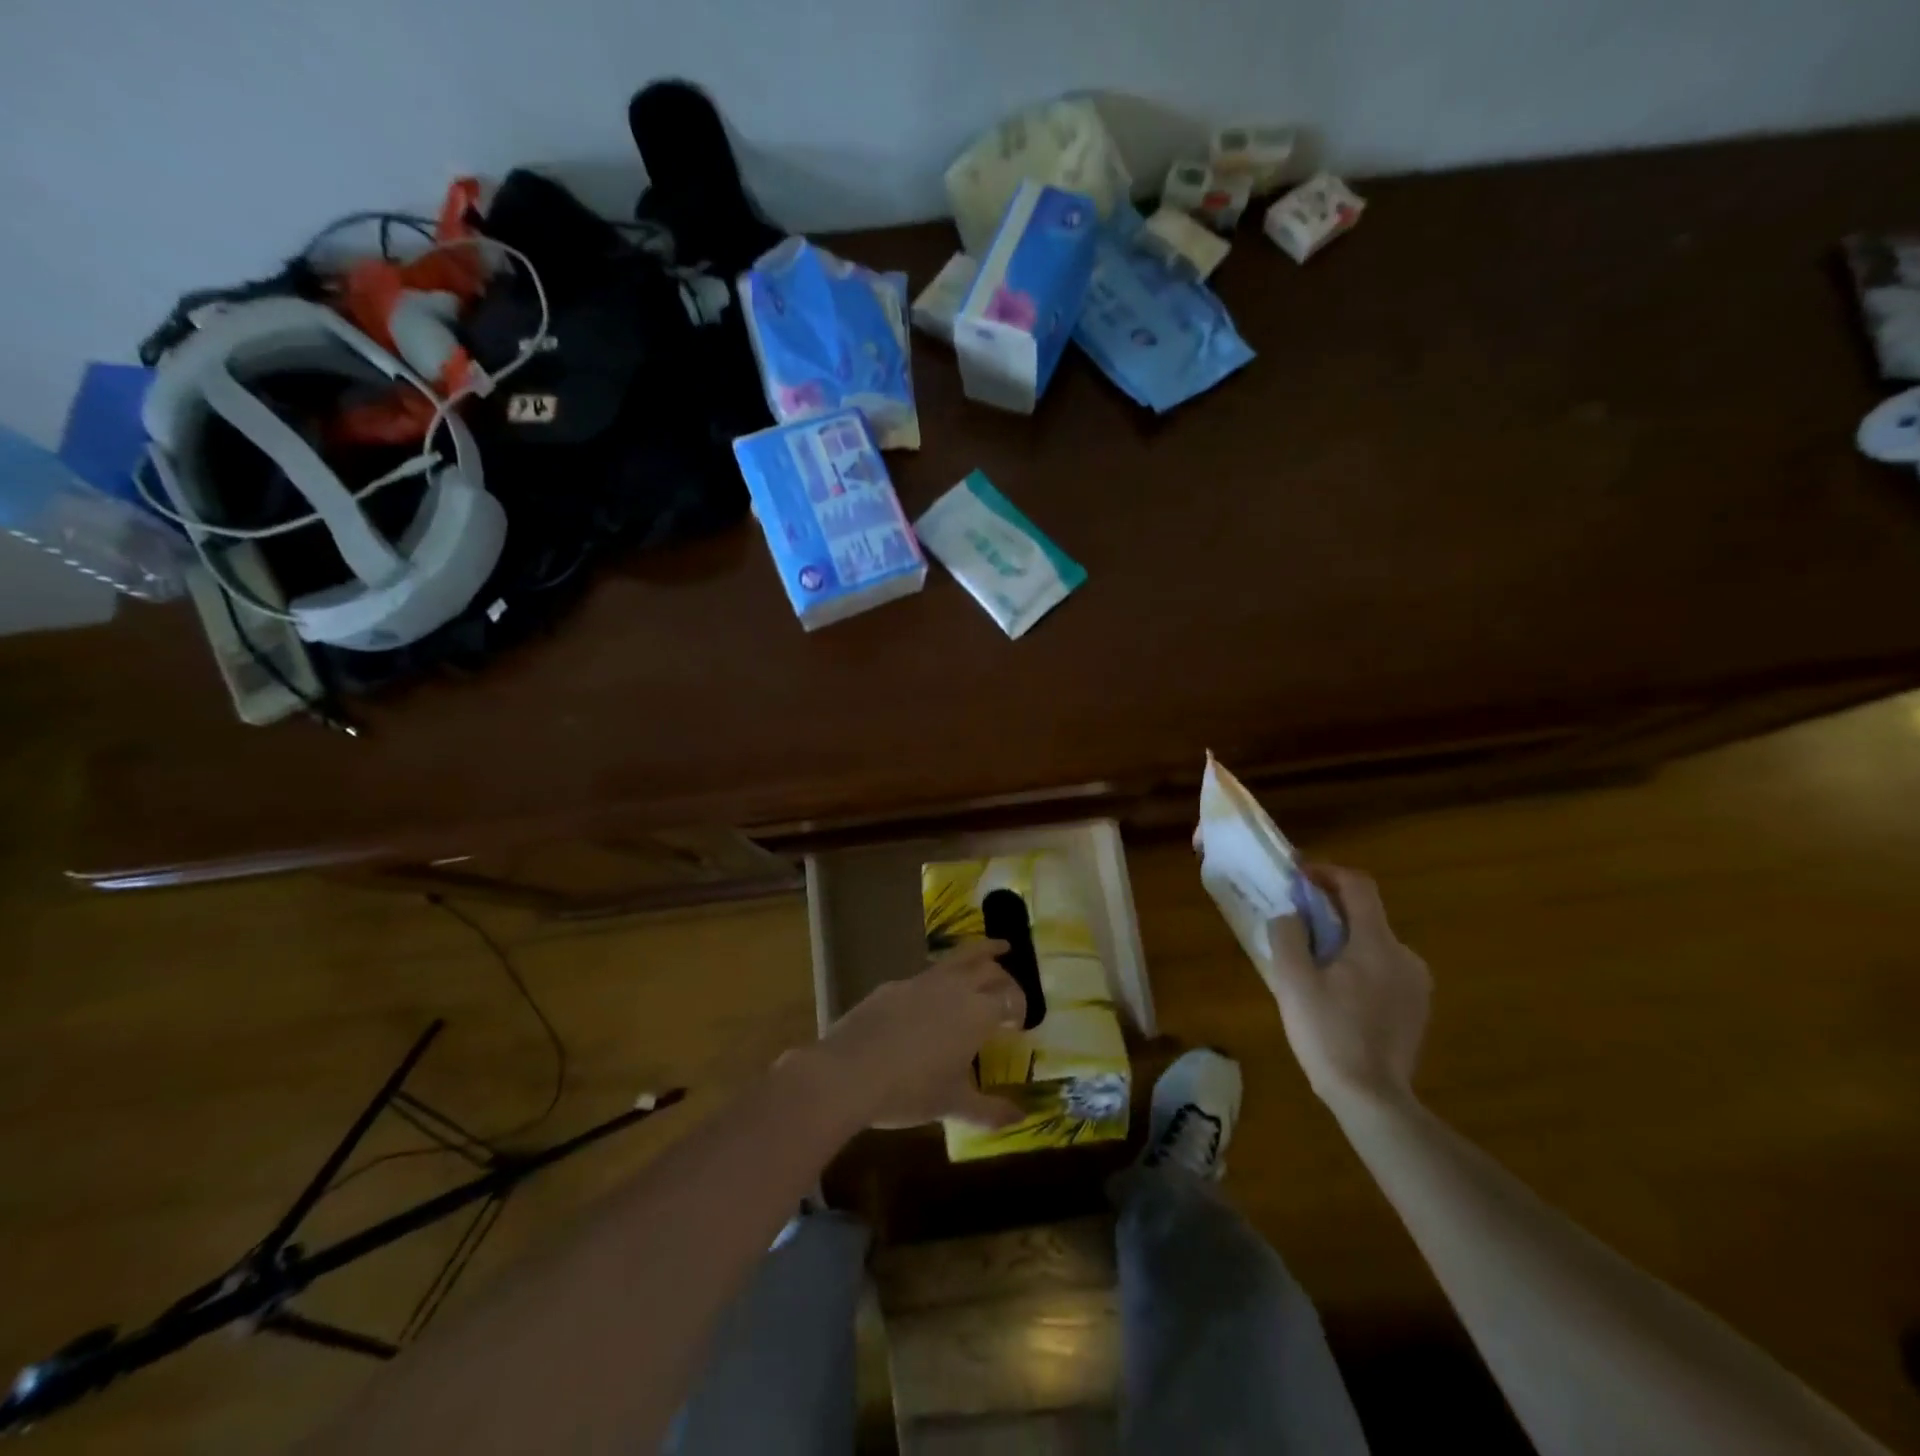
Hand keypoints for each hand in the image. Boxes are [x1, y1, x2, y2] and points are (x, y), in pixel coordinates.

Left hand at [796, 939, 1025, 1132]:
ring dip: (979, 954)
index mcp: (978, 1013)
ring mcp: (921, 981)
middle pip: (988, 968)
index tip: (1019, 1023)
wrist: (850, 1072)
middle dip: (1004, 975)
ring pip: (958, 958)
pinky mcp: (893, 985)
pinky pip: (927, 974)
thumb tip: (1022, 1118)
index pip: (1010, 998)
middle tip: (1009, 986)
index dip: (1019, 1007)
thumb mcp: (953, 1105)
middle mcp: (955, 988)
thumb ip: (990, 1110)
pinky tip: (933, 995)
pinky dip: (942, 977)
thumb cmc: (911, 1091)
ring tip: (993, 950)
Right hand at [1266, 865, 1431, 1110]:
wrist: (1373, 1100)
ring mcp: (1416, 985)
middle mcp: (1405, 956)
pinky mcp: (1417, 1008)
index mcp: (1377, 943)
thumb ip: (1288, 936)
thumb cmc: (1328, 1034)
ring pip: (1374, 945)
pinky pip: (1383, 971)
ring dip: (1343, 942)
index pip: (1358, 886)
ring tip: (1312, 965)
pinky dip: (1358, 967)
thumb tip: (1290, 915)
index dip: (1327, 873)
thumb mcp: (1292, 981)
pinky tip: (1336, 995)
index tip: (1298, 876)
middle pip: (1366, 916)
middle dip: (1329, 912)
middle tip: (1296, 926)